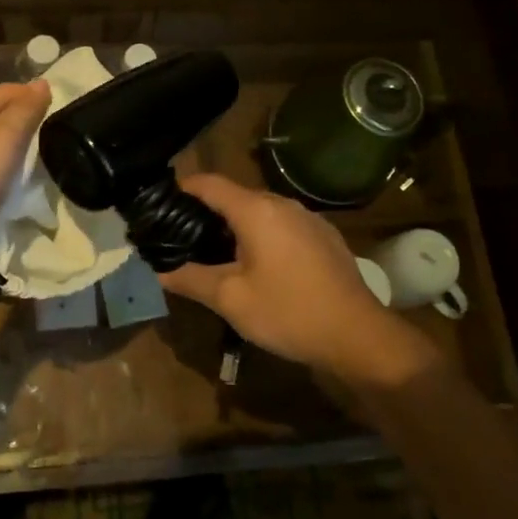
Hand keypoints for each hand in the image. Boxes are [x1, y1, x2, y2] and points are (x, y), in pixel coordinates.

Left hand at [0, 80, 49, 280]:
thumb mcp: (2, 139)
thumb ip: (25, 111)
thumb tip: (43, 84)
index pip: (4, 92)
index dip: (33, 99)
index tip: (63, 112)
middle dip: (26, 128)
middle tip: (59, 138)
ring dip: (16, 154)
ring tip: (46, 160)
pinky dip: (4, 175)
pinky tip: (24, 183)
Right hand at [158, 173, 437, 386]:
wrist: (358, 335)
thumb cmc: (289, 312)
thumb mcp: (231, 300)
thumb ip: (190, 279)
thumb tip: (158, 270)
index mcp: (256, 210)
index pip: (209, 183)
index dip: (182, 189)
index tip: (160, 206)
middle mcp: (283, 204)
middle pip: (235, 196)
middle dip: (207, 212)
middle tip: (183, 238)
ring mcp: (308, 218)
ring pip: (261, 212)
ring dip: (236, 226)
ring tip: (216, 254)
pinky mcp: (324, 236)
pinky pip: (282, 225)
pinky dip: (262, 236)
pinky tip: (260, 266)